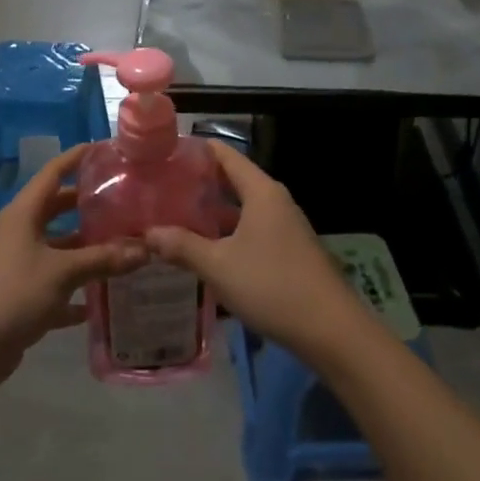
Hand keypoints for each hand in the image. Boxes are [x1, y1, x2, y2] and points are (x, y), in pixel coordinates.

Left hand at [0, 144, 146, 392]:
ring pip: (59, 248)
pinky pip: (56, 284)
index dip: (76, 158)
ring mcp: (20, 264)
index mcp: (24, 214)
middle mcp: (21, 232)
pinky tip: (104, 299)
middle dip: (88, 205)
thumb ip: (103, 259)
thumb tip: (145, 249)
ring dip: (87, 249)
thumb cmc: (13, 293)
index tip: (105, 149)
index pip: (53, 173)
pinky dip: (77, 289)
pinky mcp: (22, 295)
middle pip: (58, 209)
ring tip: (125, 246)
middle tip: (125, 201)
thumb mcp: (62, 272)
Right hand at [145, 141, 365, 364]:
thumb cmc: (272, 286)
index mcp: (261, 191)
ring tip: (176, 216)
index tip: (164, 152)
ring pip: (242, 208)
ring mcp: (285, 226)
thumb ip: (182, 246)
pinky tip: (206, 248)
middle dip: (199, 183)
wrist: (332, 330)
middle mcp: (275, 200)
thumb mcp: (219, 266)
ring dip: (213, 211)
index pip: (225, 154)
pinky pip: (252, 229)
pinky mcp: (289, 250)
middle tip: (162, 187)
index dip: (196, 150)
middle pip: (233, 180)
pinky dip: (228, 231)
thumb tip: (147, 233)